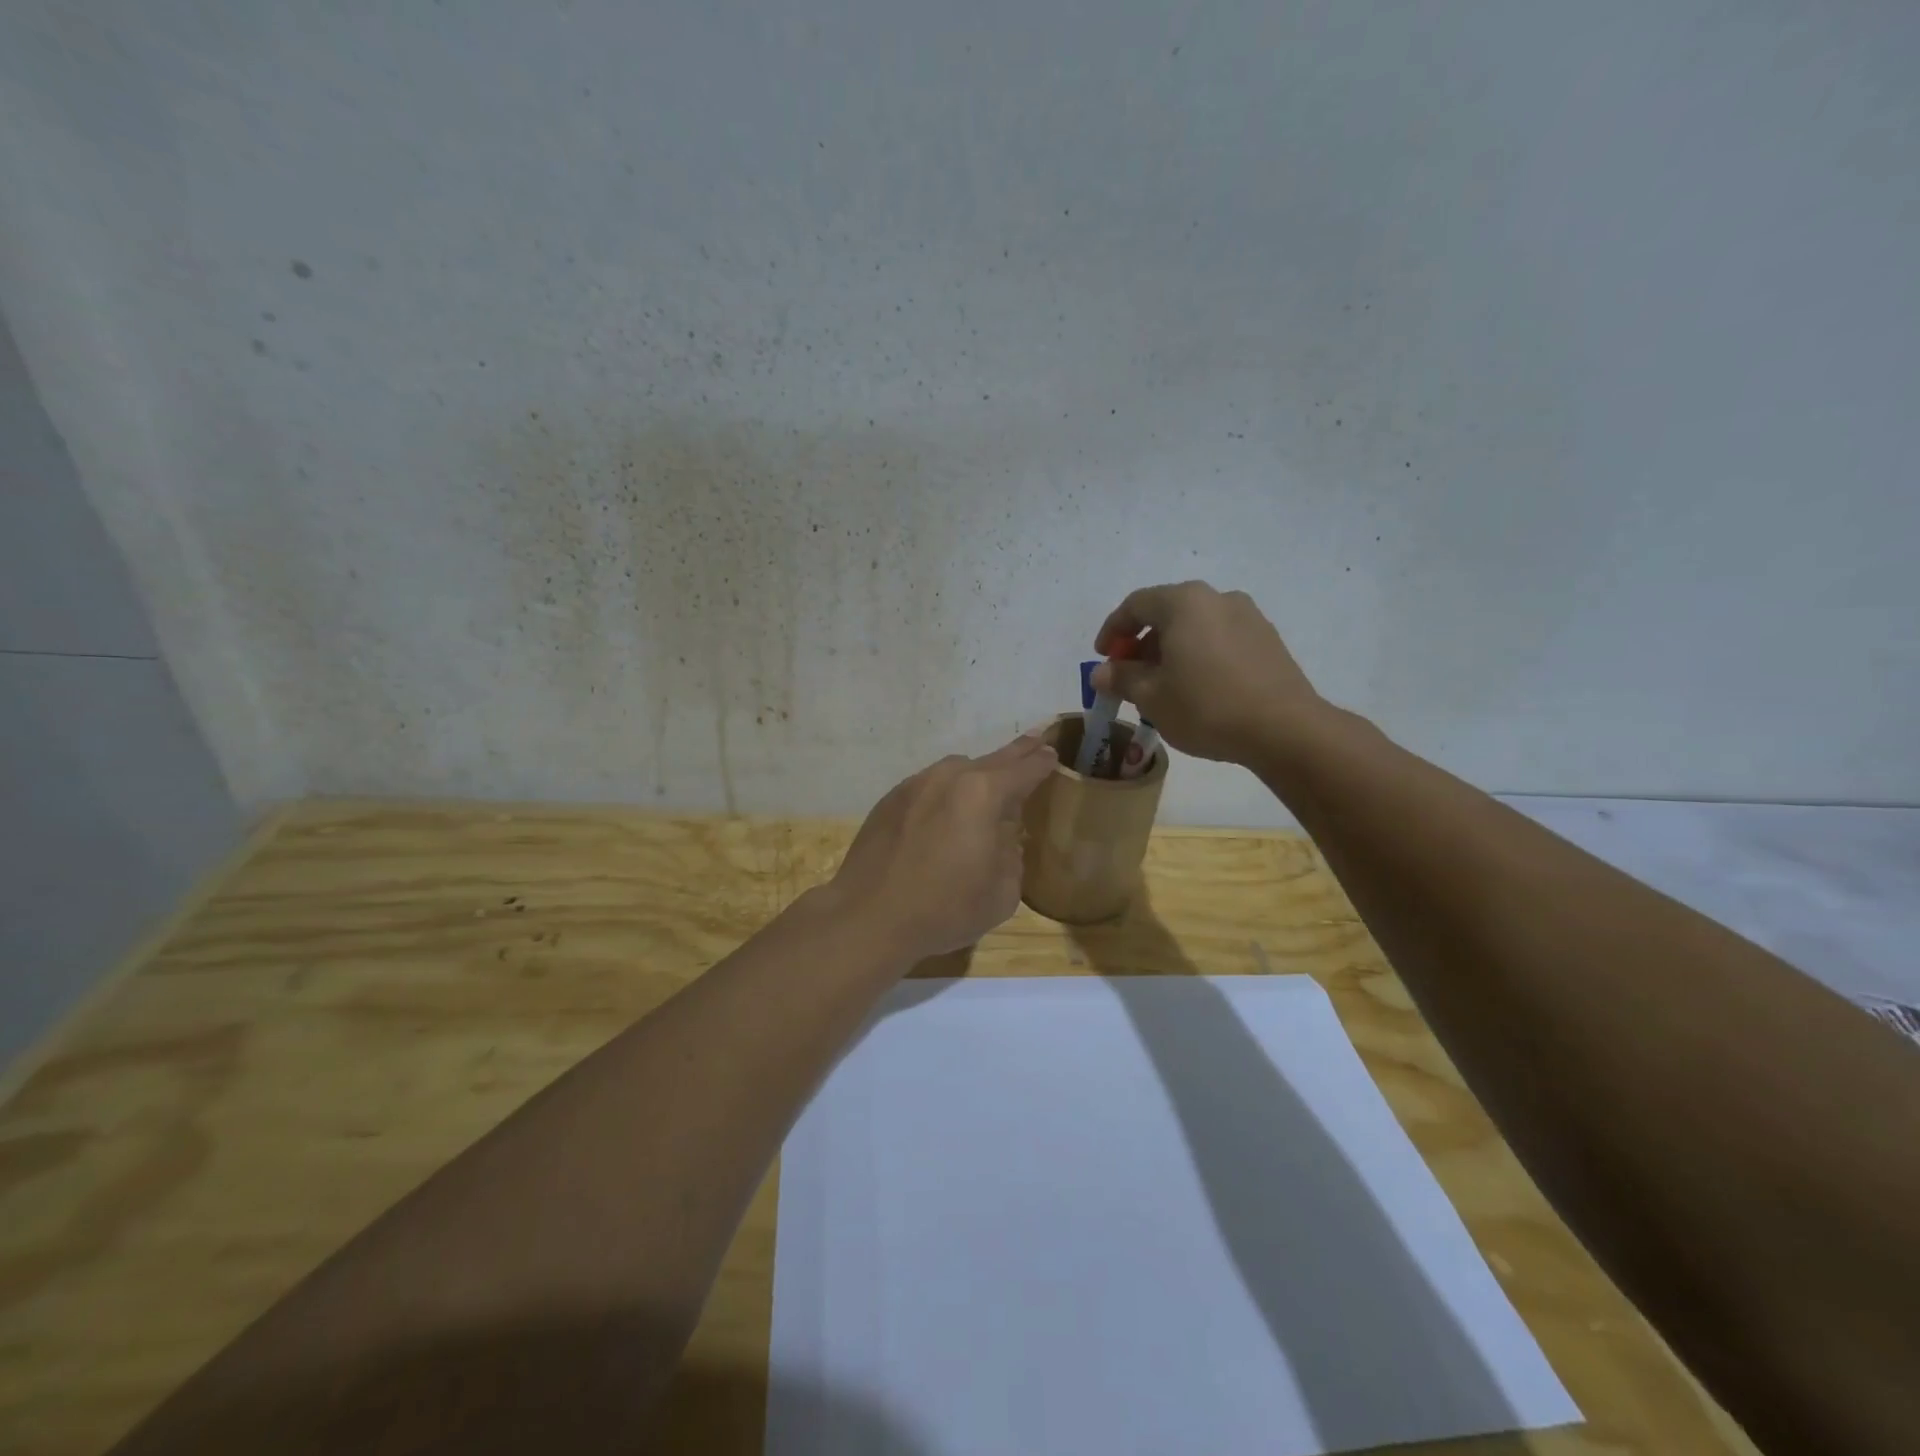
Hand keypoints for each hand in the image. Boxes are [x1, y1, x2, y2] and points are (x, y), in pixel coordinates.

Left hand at [827, 734, 1056, 961]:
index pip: (1024, 769)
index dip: (1042, 762)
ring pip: (956, 770)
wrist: (868, 917)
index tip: (1052, 754)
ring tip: (988, 791)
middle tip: (1035, 742)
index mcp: (983, 794)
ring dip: (977, 775)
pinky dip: (945, 793)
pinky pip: (929, 787)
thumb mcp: (1002, 893)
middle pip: (992, 759)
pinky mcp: (890, 800)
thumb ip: (1012, 856)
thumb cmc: (944, 909)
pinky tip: (945, 816)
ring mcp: (915, 785)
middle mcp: (948, 777)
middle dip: (1016, 753)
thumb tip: (1003, 839)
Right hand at [1091, 581, 1326, 764]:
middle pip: (1167, 613)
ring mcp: (1248, 617)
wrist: (1284, 729)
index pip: (1136, 605)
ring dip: (1172, 650)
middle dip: (1142, 643)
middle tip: (1130, 676)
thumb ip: (1122, 678)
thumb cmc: (1206, 706)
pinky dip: (1199, 656)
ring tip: (1163, 686)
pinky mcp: (1268, 641)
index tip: (1103, 657)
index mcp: (1184, 602)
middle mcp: (1217, 598)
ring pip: (1195, 627)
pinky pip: (1220, 640)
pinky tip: (1197, 688)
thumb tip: (1101, 672)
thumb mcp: (1151, 696)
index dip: (1113, 630)